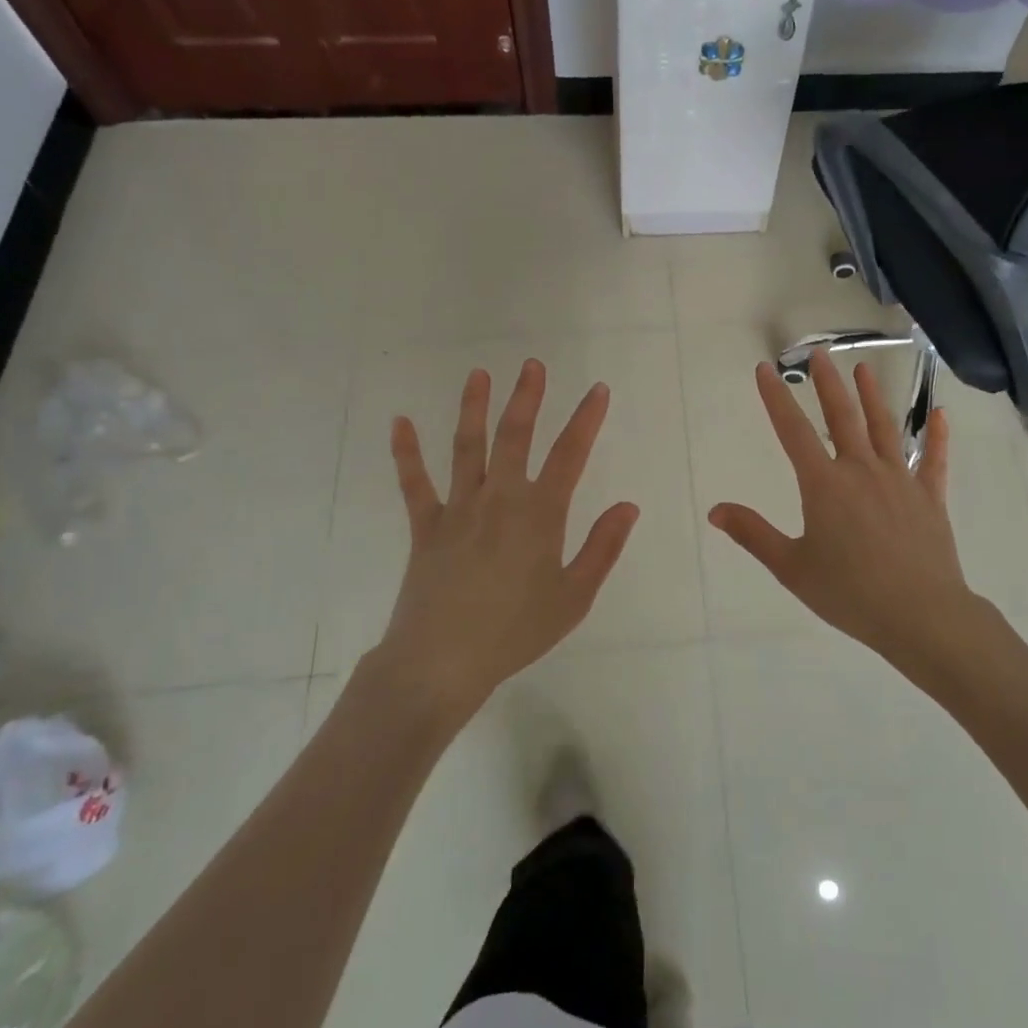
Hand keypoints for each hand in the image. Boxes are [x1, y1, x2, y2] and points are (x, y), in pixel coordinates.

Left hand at [372, 360, 638, 718]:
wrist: (441, 662)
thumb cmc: (516, 632)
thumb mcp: (574, 597)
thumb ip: (603, 548)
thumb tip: (627, 506)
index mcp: (539, 515)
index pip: (569, 455)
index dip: (586, 419)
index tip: (597, 390)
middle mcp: (499, 499)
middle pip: (514, 437)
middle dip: (527, 398)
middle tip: (532, 365)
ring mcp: (458, 509)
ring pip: (467, 447)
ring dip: (474, 407)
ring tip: (479, 374)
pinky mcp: (426, 526)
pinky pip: (414, 483)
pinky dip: (406, 452)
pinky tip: (400, 422)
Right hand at [708, 349, 981, 671]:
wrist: (920, 614)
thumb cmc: (850, 593)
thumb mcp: (791, 566)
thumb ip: (754, 534)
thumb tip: (715, 510)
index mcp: (824, 485)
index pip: (793, 431)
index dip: (776, 398)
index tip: (765, 370)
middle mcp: (862, 470)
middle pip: (842, 417)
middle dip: (827, 384)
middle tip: (819, 355)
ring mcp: (900, 480)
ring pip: (884, 428)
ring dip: (872, 397)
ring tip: (864, 370)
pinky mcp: (929, 497)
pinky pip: (934, 460)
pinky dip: (937, 436)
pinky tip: (940, 414)